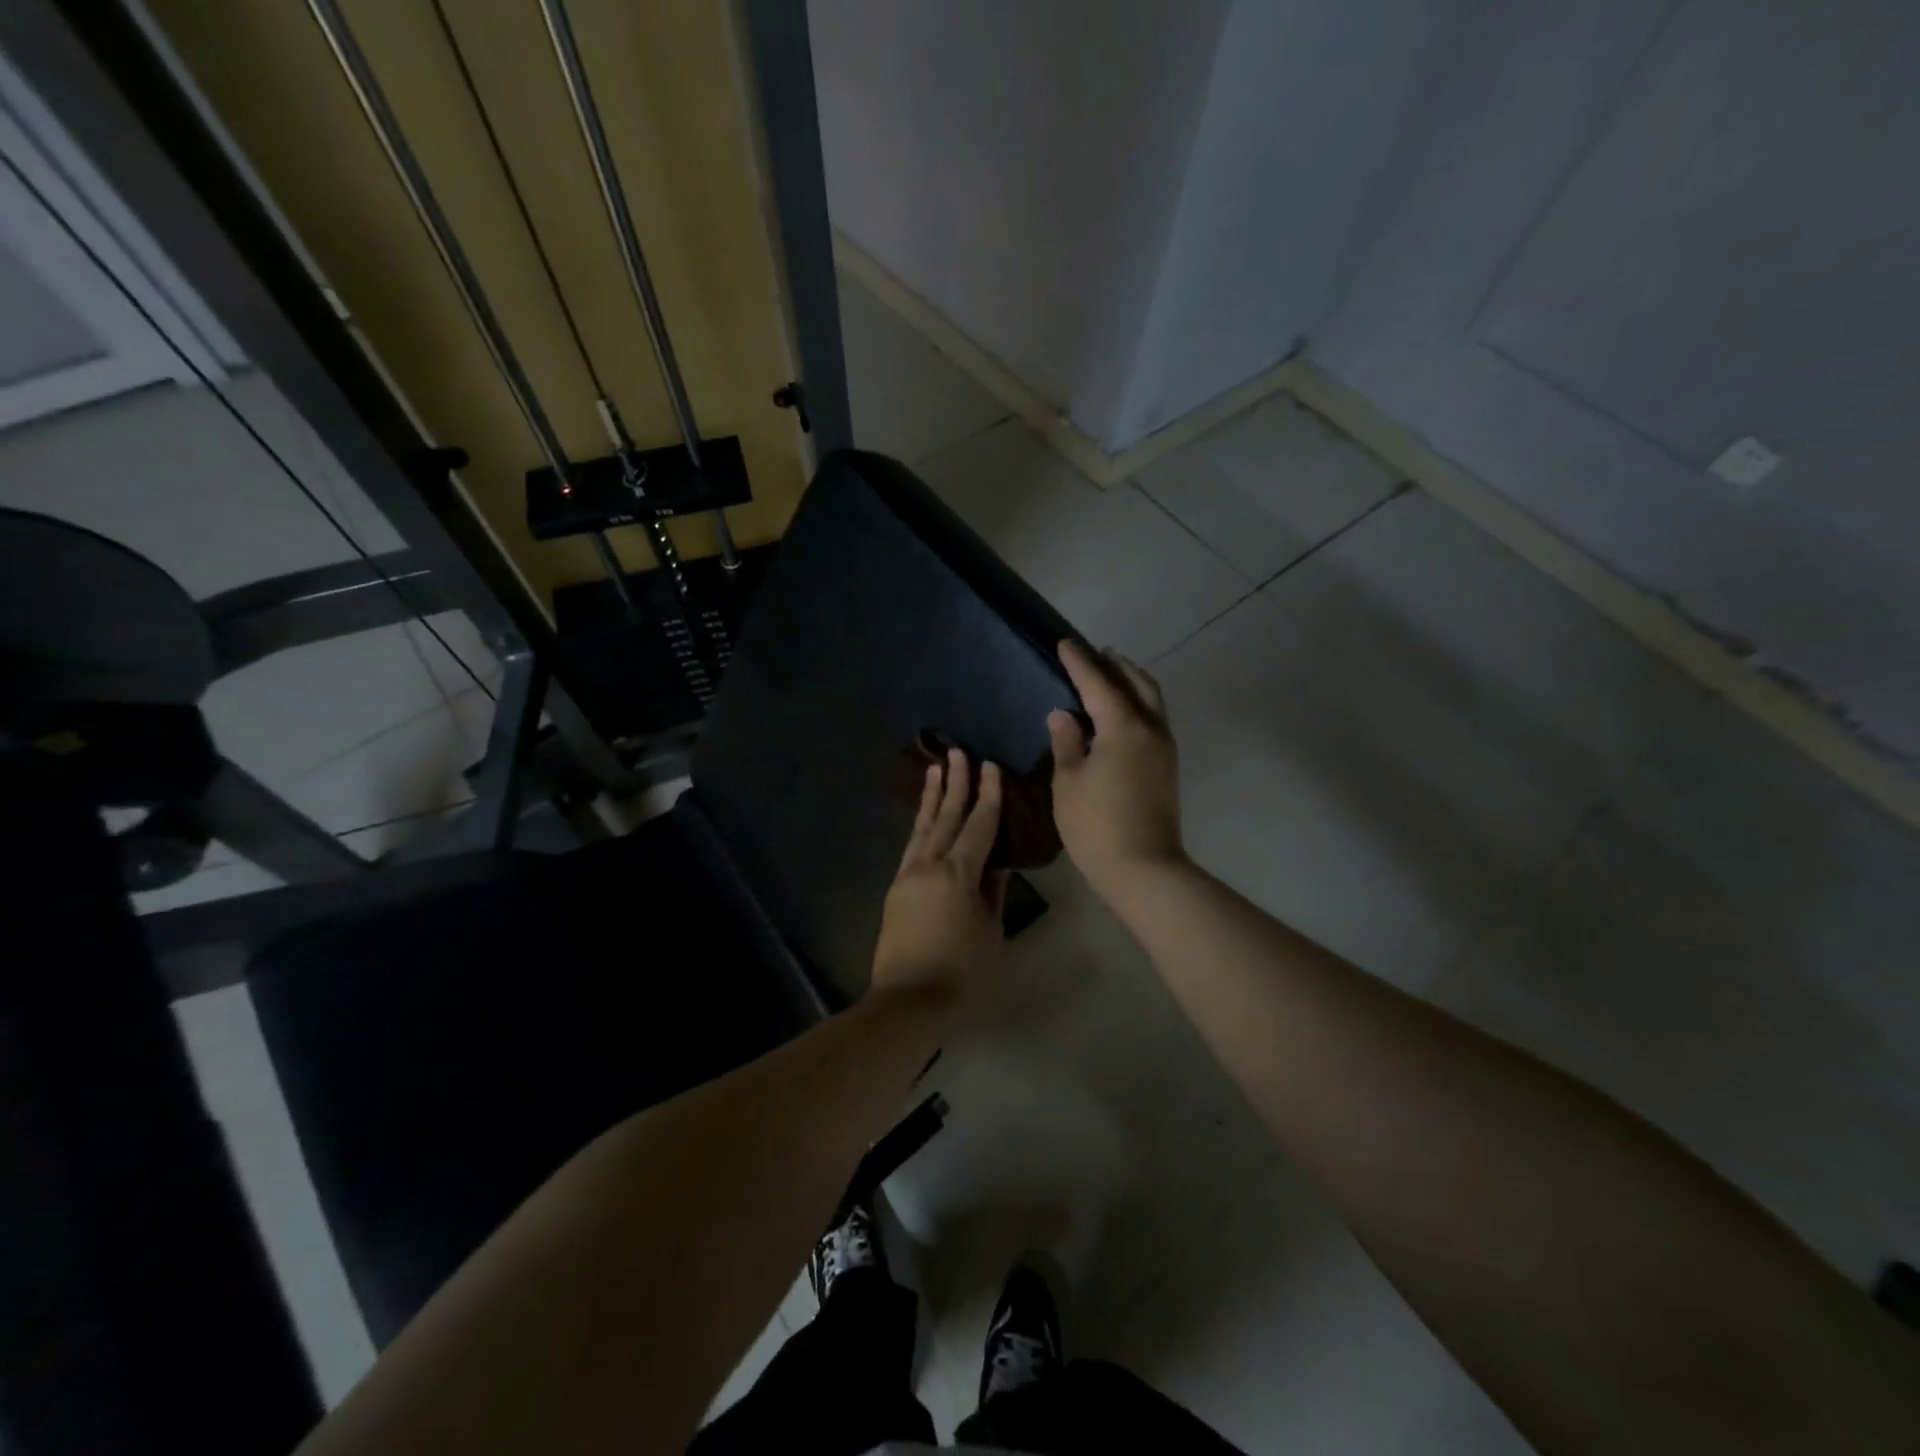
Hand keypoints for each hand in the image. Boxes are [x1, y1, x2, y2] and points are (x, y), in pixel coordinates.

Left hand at [871, 749, 1007, 1002]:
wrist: (908, 1002)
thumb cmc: (962, 973)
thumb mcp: (991, 932)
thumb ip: (993, 893)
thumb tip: (997, 865)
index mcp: (959, 873)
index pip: (979, 824)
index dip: (988, 794)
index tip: (991, 766)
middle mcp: (930, 865)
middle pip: (946, 816)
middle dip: (955, 783)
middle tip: (957, 752)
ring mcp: (908, 875)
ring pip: (922, 827)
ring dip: (931, 797)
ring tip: (934, 769)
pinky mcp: (896, 888)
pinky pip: (911, 846)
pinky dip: (920, 825)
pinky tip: (923, 819)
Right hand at [1048, 640, 1184, 896]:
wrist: (1144, 869)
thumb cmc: (1096, 825)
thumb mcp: (1069, 782)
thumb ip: (1067, 742)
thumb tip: (1063, 714)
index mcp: (1124, 727)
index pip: (1099, 682)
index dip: (1079, 662)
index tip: (1065, 643)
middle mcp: (1151, 729)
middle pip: (1137, 683)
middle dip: (1115, 665)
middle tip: (1095, 653)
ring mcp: (1165, 748)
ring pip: (1151, 700)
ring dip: (1131, 682)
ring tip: (1111, 675)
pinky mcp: (1168, 767)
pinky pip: (1154, 719)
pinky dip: (1138, 704)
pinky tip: (1120, 713)